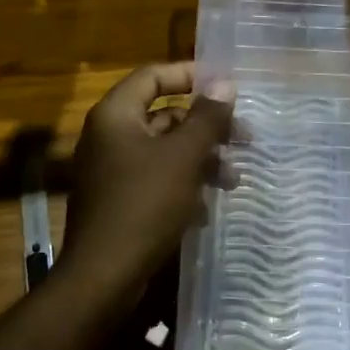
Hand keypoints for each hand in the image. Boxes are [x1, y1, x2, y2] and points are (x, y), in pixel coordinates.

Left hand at [60, 63, 235, 298]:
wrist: (104, 273)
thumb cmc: (145, 204)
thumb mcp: (184, 157)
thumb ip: (207, 118)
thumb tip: (224, 83)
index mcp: (116, 115)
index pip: (153, 76)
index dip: (190, 75)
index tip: (226, 87)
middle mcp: (109, 136)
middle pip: (164, 115)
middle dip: (206, 127)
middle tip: (244, 139)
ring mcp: (111, 170)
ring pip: (164, 151)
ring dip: (201, 160)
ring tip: (233, 180)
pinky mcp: (118, 200)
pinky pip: (155, 179)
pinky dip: (183, 184)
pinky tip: (206, 206)